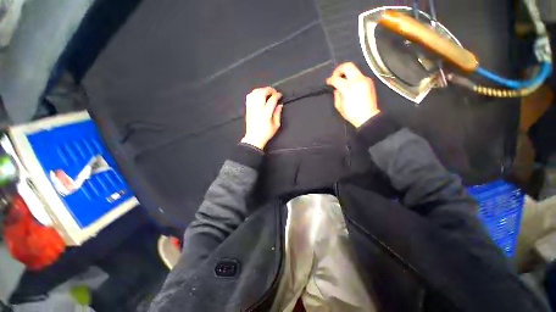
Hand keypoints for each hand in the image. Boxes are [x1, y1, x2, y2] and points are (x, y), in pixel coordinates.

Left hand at [241, 87, 282, 149]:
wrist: (254, 138)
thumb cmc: (265, 133)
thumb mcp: (276, 125)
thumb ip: (278, 114)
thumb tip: (279, 105)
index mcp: (266, 114)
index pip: (272, 99)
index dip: (277, 95)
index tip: (279, 95)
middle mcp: (258, 109)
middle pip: (262, 93)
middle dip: (269, 90)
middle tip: (273, 92)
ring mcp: (251, 108)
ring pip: (255, 93)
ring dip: (262, 90)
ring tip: (267, 92)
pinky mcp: (248, 109)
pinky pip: (249, 97)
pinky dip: (254, 93)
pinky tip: (258, 95)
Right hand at [326, 62, 379, 127]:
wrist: (367, 117)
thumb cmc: (351, 114)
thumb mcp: (339, 106)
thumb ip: (336, 95)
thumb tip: (336, 89)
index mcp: (348, 88)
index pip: (337, 78)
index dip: (330, 79)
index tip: (328, 82)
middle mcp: (357, 80)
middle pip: (347, 66)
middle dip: (338, 70)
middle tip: (335, 76)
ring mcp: (364, 79)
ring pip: (354, 69)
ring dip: (346, 73)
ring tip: (342, 81)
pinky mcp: (369, 81)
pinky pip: (359, 75)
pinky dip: (352, 77)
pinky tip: (350, 85)